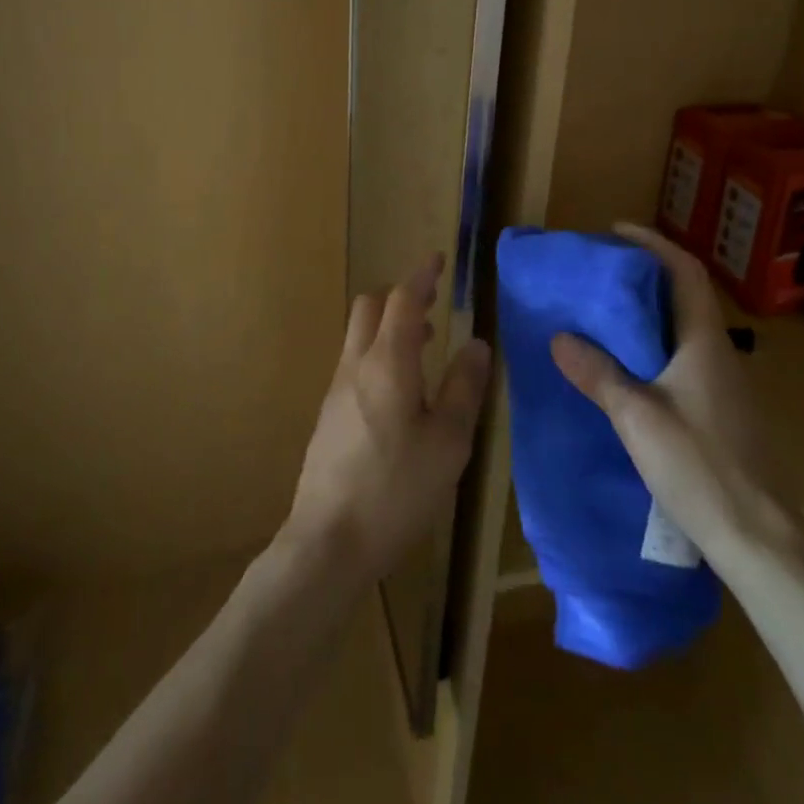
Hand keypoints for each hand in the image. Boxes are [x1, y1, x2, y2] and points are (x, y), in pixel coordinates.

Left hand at [283, 253, 492, 589]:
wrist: (327, 543)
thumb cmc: (397, 490)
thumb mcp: (448, 442)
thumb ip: (464, 387)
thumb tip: (476, 343)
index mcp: (387, 363)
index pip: (402, 299)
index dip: (421, 276)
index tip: (438, 260)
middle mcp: (355, 365)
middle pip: (370, 307)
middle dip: (400, 296)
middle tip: (433, 304)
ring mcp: (335, 390)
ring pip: (358, 335)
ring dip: (389, 326)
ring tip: (425, 344)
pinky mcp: (327, 415)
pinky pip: (353, 363)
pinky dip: (378, 353)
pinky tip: (399, 390)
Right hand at [550, 222, 803, 564]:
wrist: (759, 540)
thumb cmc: (700, 467)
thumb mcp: (637, 418)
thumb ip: (598, 374)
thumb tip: (560, 337)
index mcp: (704, 342)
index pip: (684, 271)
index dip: (653, 244)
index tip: (617, 231)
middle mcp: (721, 354)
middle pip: (685, 296)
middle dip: (646, 276)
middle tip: (602, 274)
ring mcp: (726, 385)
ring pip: (686, 330)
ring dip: (650, 313)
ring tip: (606, 315)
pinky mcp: (723, 413)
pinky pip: (686, 359)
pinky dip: (656, 346)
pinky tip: (629, 370)